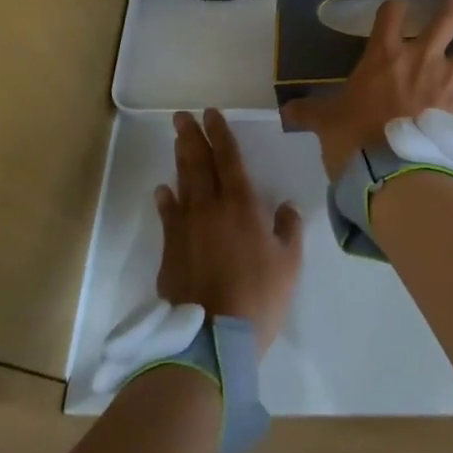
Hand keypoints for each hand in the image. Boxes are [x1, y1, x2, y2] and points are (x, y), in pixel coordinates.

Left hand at [155, 109, 302, 353]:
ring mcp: (186, 228)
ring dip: (180, 159)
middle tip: (183, 116)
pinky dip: (165, 199)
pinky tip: (163, 189)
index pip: (230, 159)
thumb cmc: (258, 297)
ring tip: (178, 139)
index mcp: (242, 205)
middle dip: (193, 137)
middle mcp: (210, 207)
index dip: (221, 134)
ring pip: (183, 183)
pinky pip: (167, 216)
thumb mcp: (289, 263)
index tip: (211, 113)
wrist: (212, 339)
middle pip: (200, 164)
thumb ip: (288, 229)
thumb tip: (286, 206)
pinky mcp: (170, 250)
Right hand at [282, 0, 452, 181]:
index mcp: (385, 56)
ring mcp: (449, 80)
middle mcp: (421, 58)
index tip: (395, 9)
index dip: (393, 9)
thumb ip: (310, 111)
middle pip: (447, 18)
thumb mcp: (325, 122)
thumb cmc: (354, 140)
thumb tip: (285, 111)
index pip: (389, 16)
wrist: (389, 171)